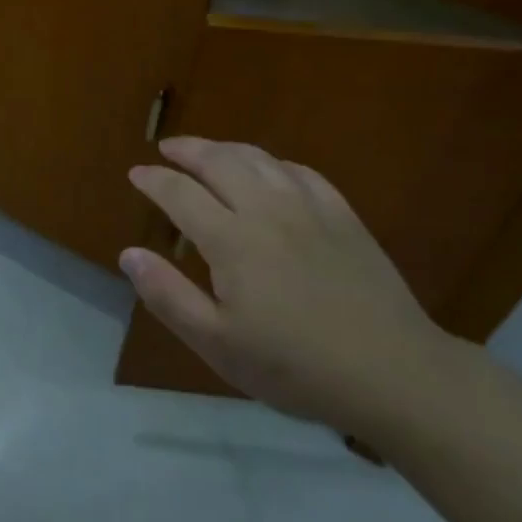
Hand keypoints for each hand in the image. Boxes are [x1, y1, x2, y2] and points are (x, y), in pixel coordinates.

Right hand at [123, 137, 452, 439]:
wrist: (393, 373)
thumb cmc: (295, 366)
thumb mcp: (218, 344)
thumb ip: (168, 296)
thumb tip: (129, 254)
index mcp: (231, 240)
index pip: (180, 193)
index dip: (154, 180)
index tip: (136, 173)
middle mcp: (266, 209)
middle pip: (219, 161)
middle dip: (187, 150)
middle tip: (166, 149)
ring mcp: (309, 208)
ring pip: (259, 159)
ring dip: (226, 148)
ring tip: (208, 151)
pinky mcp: (343, 216)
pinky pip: (301, 172)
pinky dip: (273, 162)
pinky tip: (269, 170)